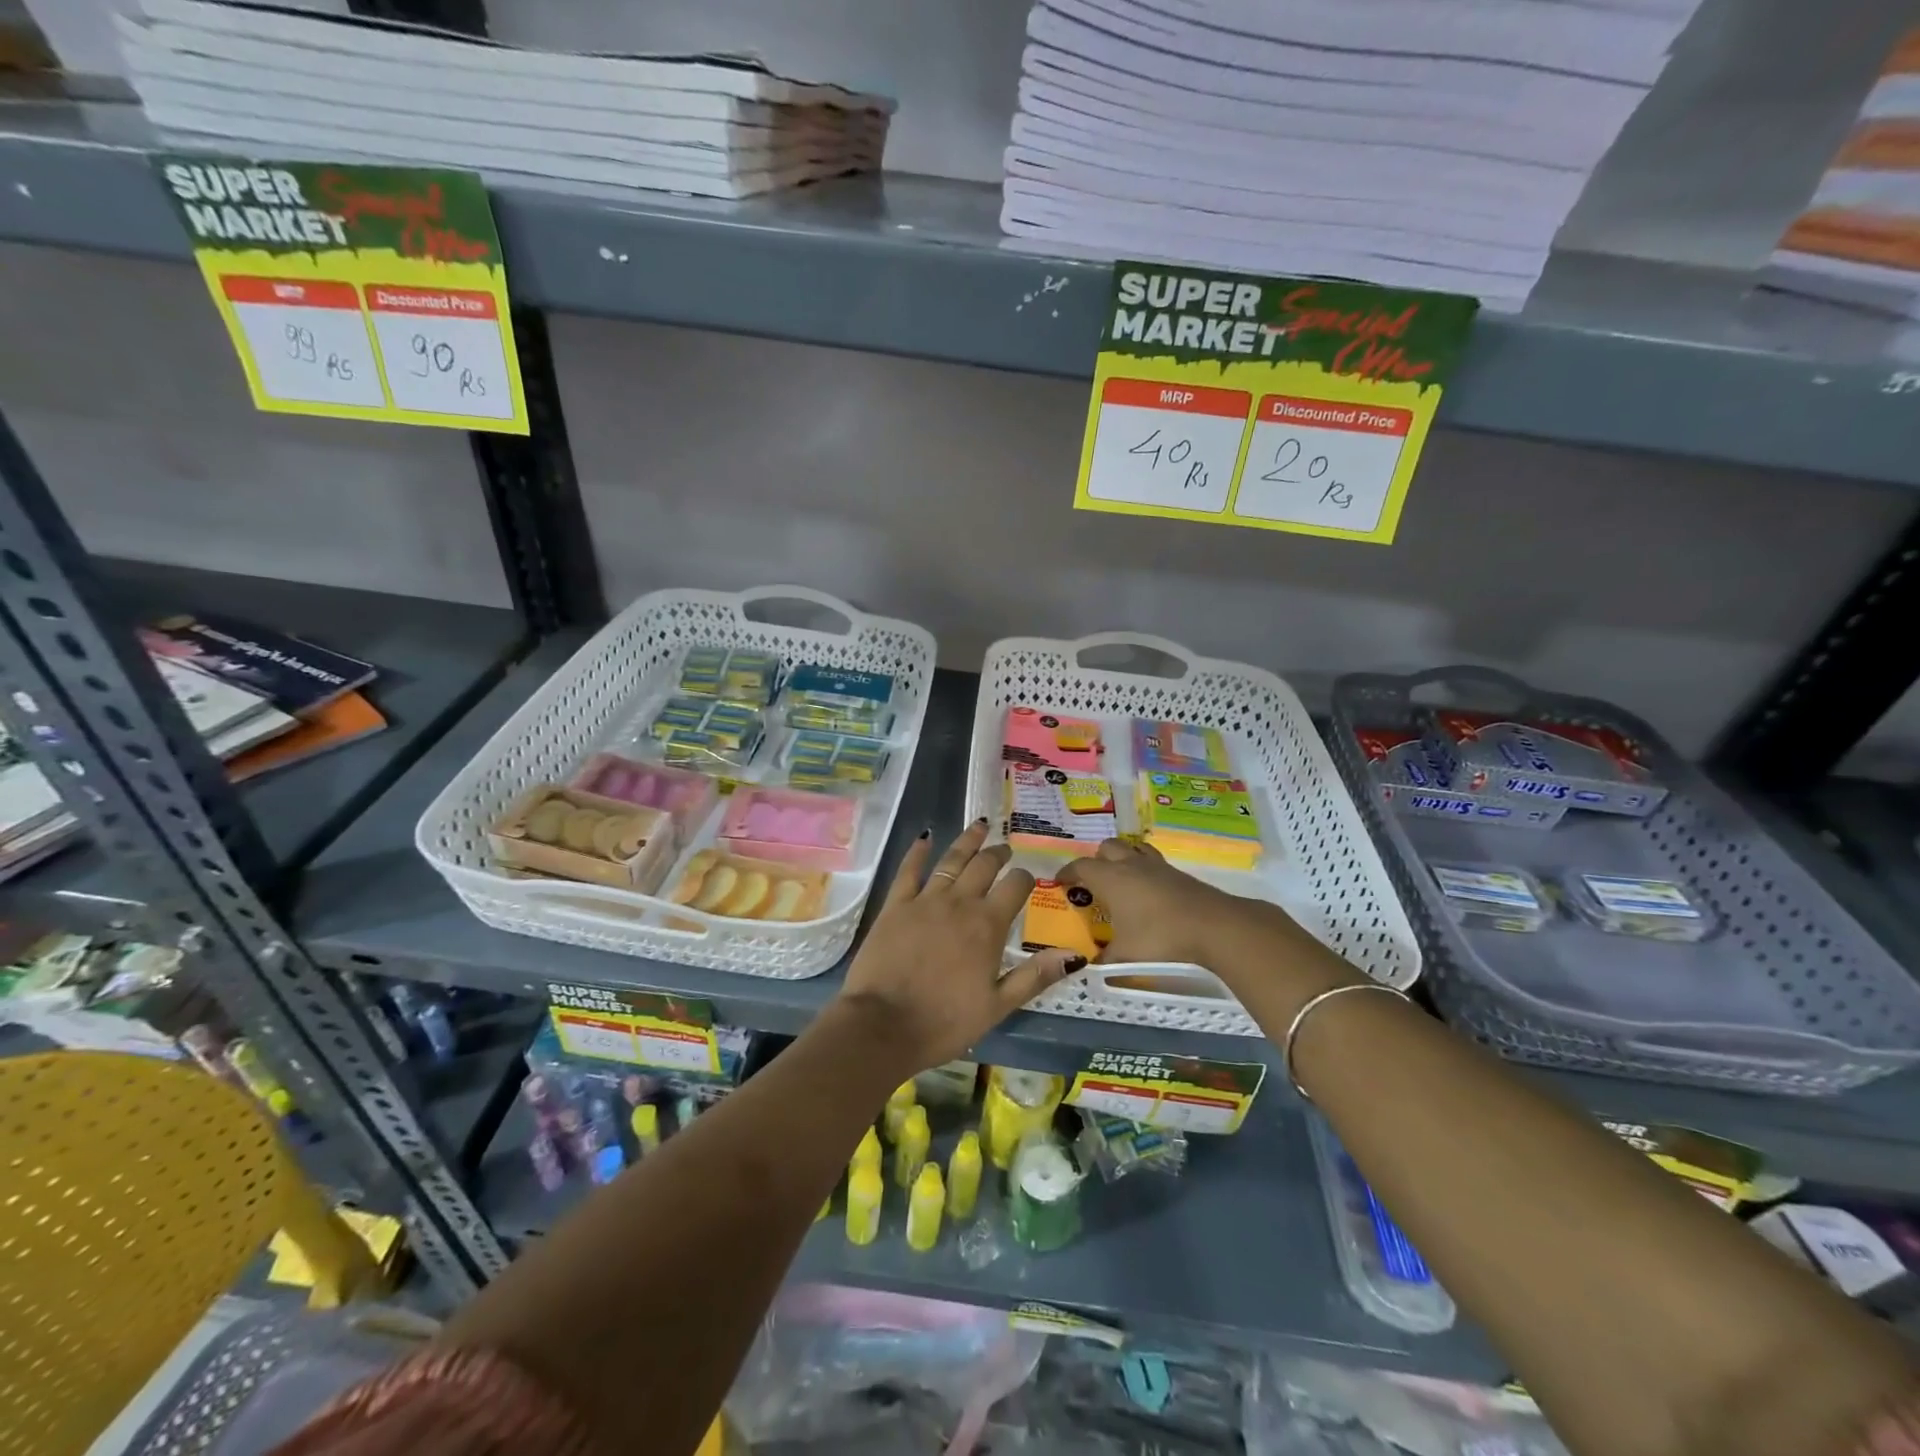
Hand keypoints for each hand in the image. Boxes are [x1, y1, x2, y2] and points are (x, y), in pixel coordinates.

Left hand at [835, 820, 1083, 1073]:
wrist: (882, 1025)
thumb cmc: (945, 1022)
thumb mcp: (997, 1006)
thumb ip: (1035, 976)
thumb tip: (1074, 955)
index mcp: (988, 925)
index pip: (1015, 887)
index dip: (1025, 878)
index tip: (1028, 877)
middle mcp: (959, 903)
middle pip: (984, 866)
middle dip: (998, 854)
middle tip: (1005, 849)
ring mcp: (925, 900)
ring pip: (951, 860)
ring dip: (967, 842)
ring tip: (979, 826)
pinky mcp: (895, 905)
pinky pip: (908, 870)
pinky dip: (918, 851)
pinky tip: (926, 838)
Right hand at [1056, 839, 1305, 968]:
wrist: (1213, 925)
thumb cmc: (1160, 937)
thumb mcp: (1126, 955)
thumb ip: (1105, 961)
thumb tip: (1088, 968)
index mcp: (1110, 879)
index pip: (1081, 866)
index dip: (1068, 872)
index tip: (1060, 882)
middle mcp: (1131, 865)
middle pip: (1107, 848)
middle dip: (1096, 860)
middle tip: (1093, 882)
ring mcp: (1157, 867)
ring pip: (1133, 849)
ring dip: (1123, 859)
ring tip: (1121, 879)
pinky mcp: (1178, 874)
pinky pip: (1153, 862)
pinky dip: (1145, 870)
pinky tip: (1149, 892)